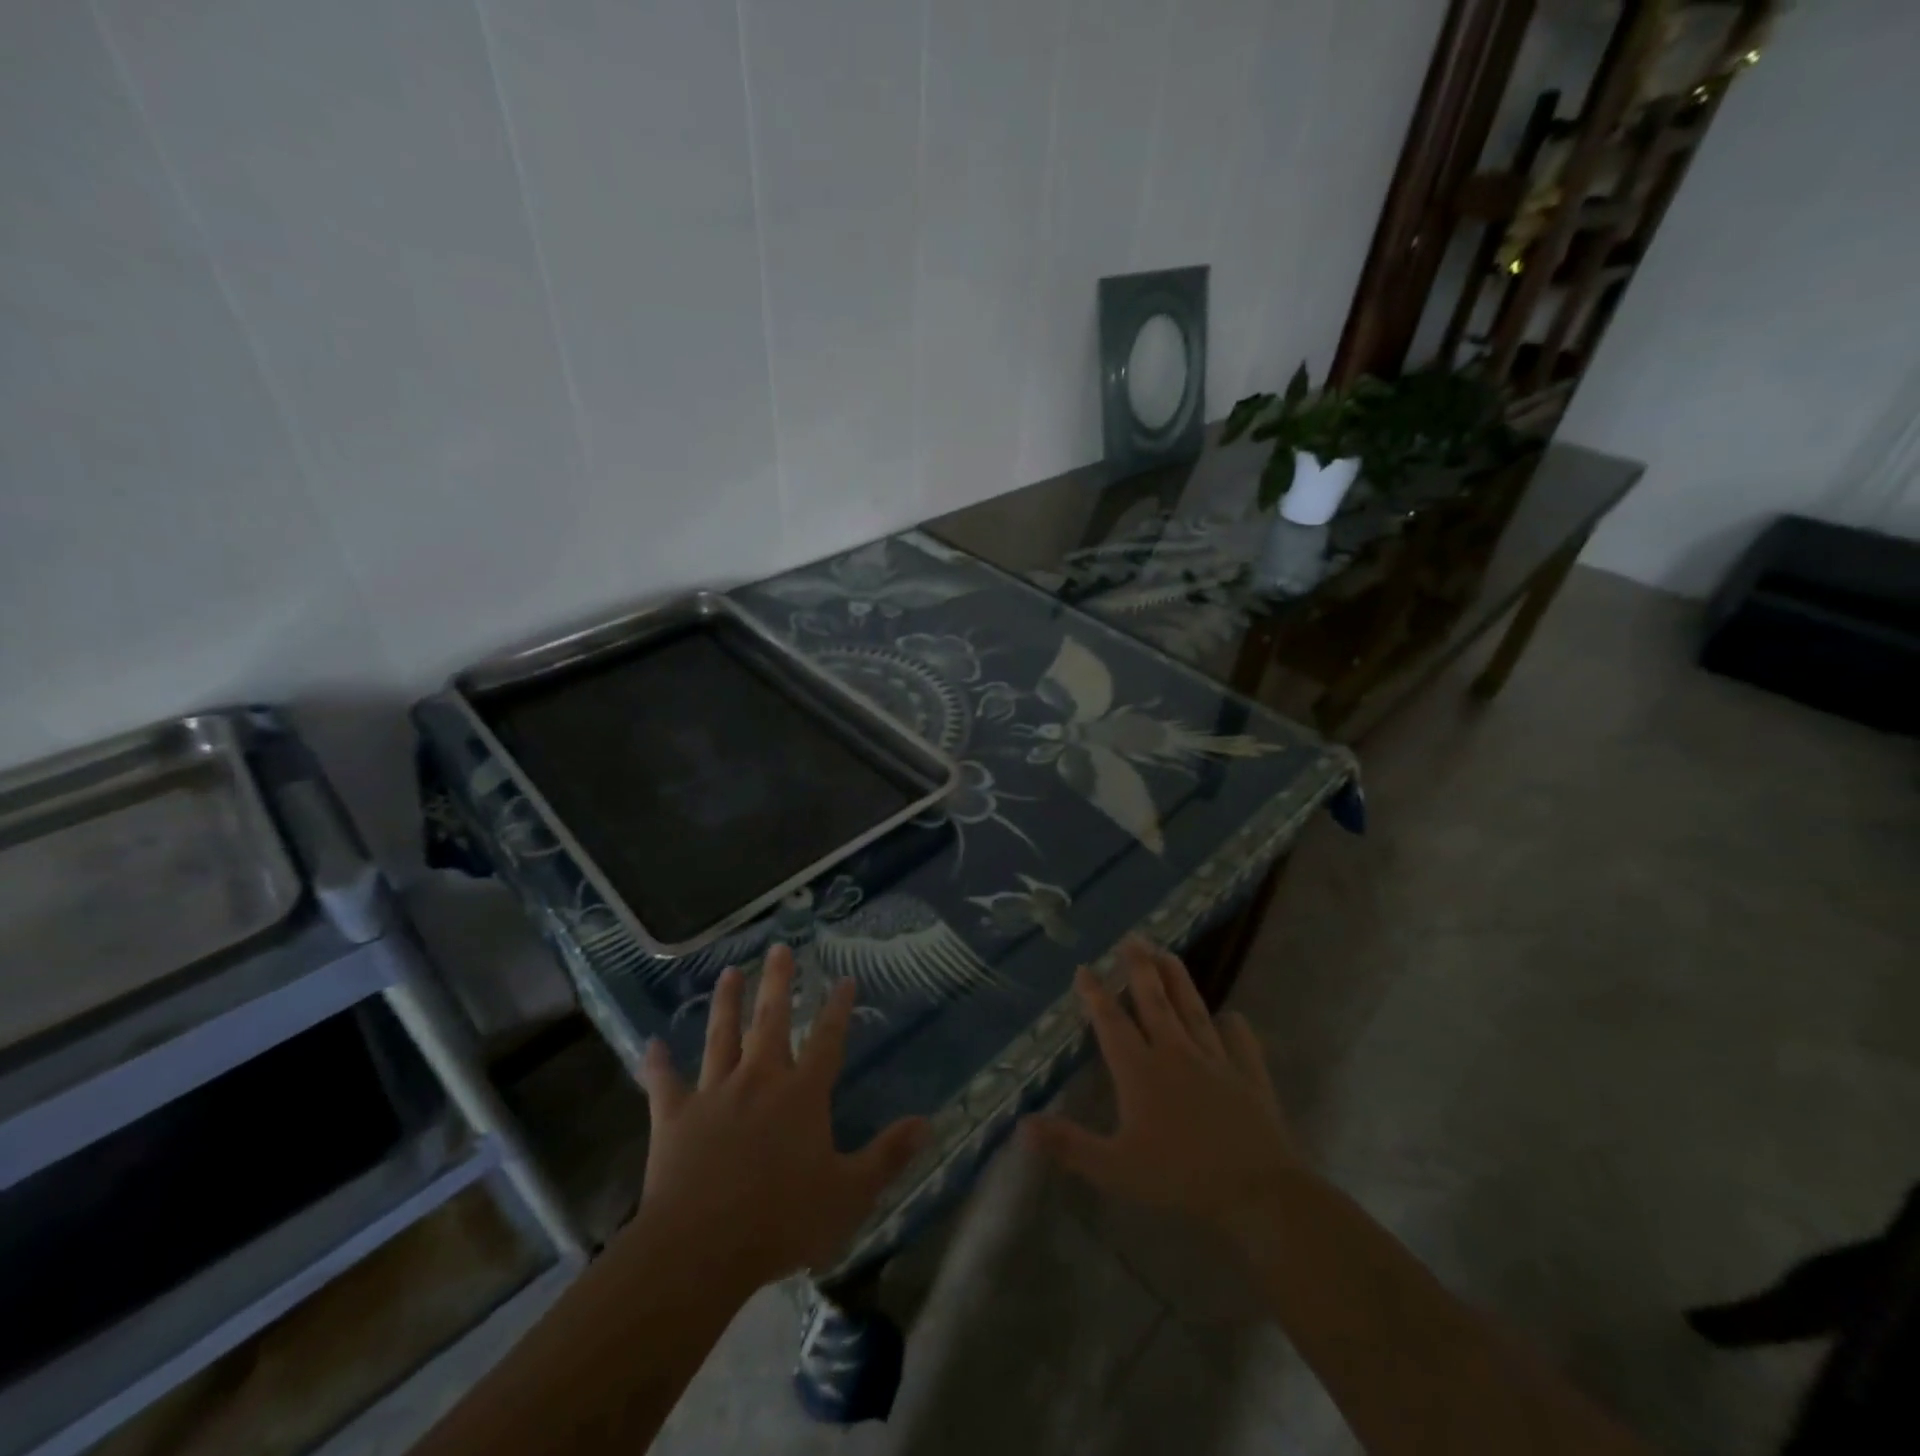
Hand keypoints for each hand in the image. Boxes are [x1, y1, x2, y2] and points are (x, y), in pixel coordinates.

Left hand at [632, 945, 929, 1290]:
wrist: (700, 1248)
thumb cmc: (781, 1220)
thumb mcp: (849, 1194)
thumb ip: (888, 1156)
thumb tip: (927, 1122)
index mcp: (801, 1094)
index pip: (826, 1039)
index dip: (837, 1008)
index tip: (843, 978)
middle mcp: (759, 1080)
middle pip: (771, 1020)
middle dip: (778, 982)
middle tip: (779, 948)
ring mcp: (713, 1094)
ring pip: (721, 1037)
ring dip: (726, 1003)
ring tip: (730, 973)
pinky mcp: (674, 1117)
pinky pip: (664, 1083)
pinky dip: (657, 1063)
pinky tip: (652, 1044)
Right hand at [1023, 939, 1304, 1235]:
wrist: (1256, 1191)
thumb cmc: (1179, 1177)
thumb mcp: (1114, 1168)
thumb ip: (1068, 1145)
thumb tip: (1021, 1125)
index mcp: (1140, 1070)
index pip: (1112, 1022)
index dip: (1095, 994)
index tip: (1084, 968)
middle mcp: (1175, 1053)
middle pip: (1154, 1002)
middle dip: (1140, 968)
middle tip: (1132, 939)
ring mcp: (1215, 1061)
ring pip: (1193, 1010)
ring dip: (1178, 980)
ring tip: (1168, 953)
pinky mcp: (1248, 1076)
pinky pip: (1240, 1043)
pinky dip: (1234, 1027)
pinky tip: (1231, 1016)